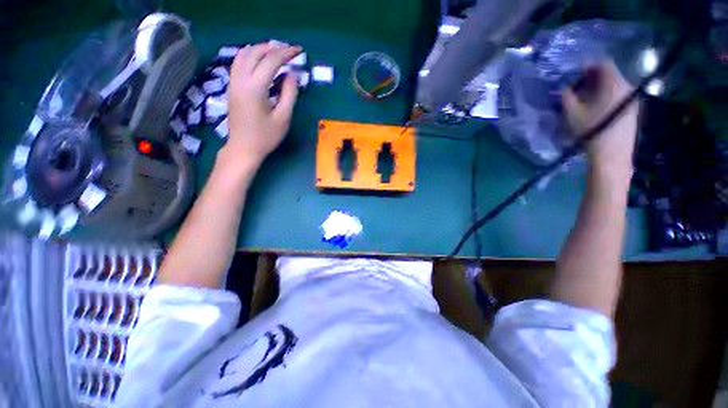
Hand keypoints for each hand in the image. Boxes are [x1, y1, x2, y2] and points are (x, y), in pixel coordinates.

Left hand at [221, 42, 301, 170]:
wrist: (243, 148)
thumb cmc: (266, 136)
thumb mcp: (283, 118)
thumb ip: (289, 94)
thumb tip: (293, 75)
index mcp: (255, 87)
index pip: (270, 61)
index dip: (285, 54)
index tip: (298, 51)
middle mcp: (241, 80)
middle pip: (254, 52)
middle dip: (273, 48)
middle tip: (288, 52)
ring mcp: (233, 82)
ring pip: (243, 55)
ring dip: (260, 50)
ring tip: (275, 53)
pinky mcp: (232, 87)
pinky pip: (239, 63)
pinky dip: (250, 56)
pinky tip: (260, 62)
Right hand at [562, 61, 638, 171]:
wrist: (612, 154)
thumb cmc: (591, 131)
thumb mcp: (572, 114)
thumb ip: (567, 97)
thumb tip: (564, 89)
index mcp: (614, 84)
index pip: (604, 64)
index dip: (589, 66)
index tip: (577, 73)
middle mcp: (627, 88)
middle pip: (611, 75)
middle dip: (594, 78)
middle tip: (580, 87)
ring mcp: (633, 100)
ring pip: (615, 86)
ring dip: (601, 88)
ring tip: (588, 99)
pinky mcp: (634, 110)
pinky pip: (620, 96)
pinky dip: (608, 97)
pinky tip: (599, 108)